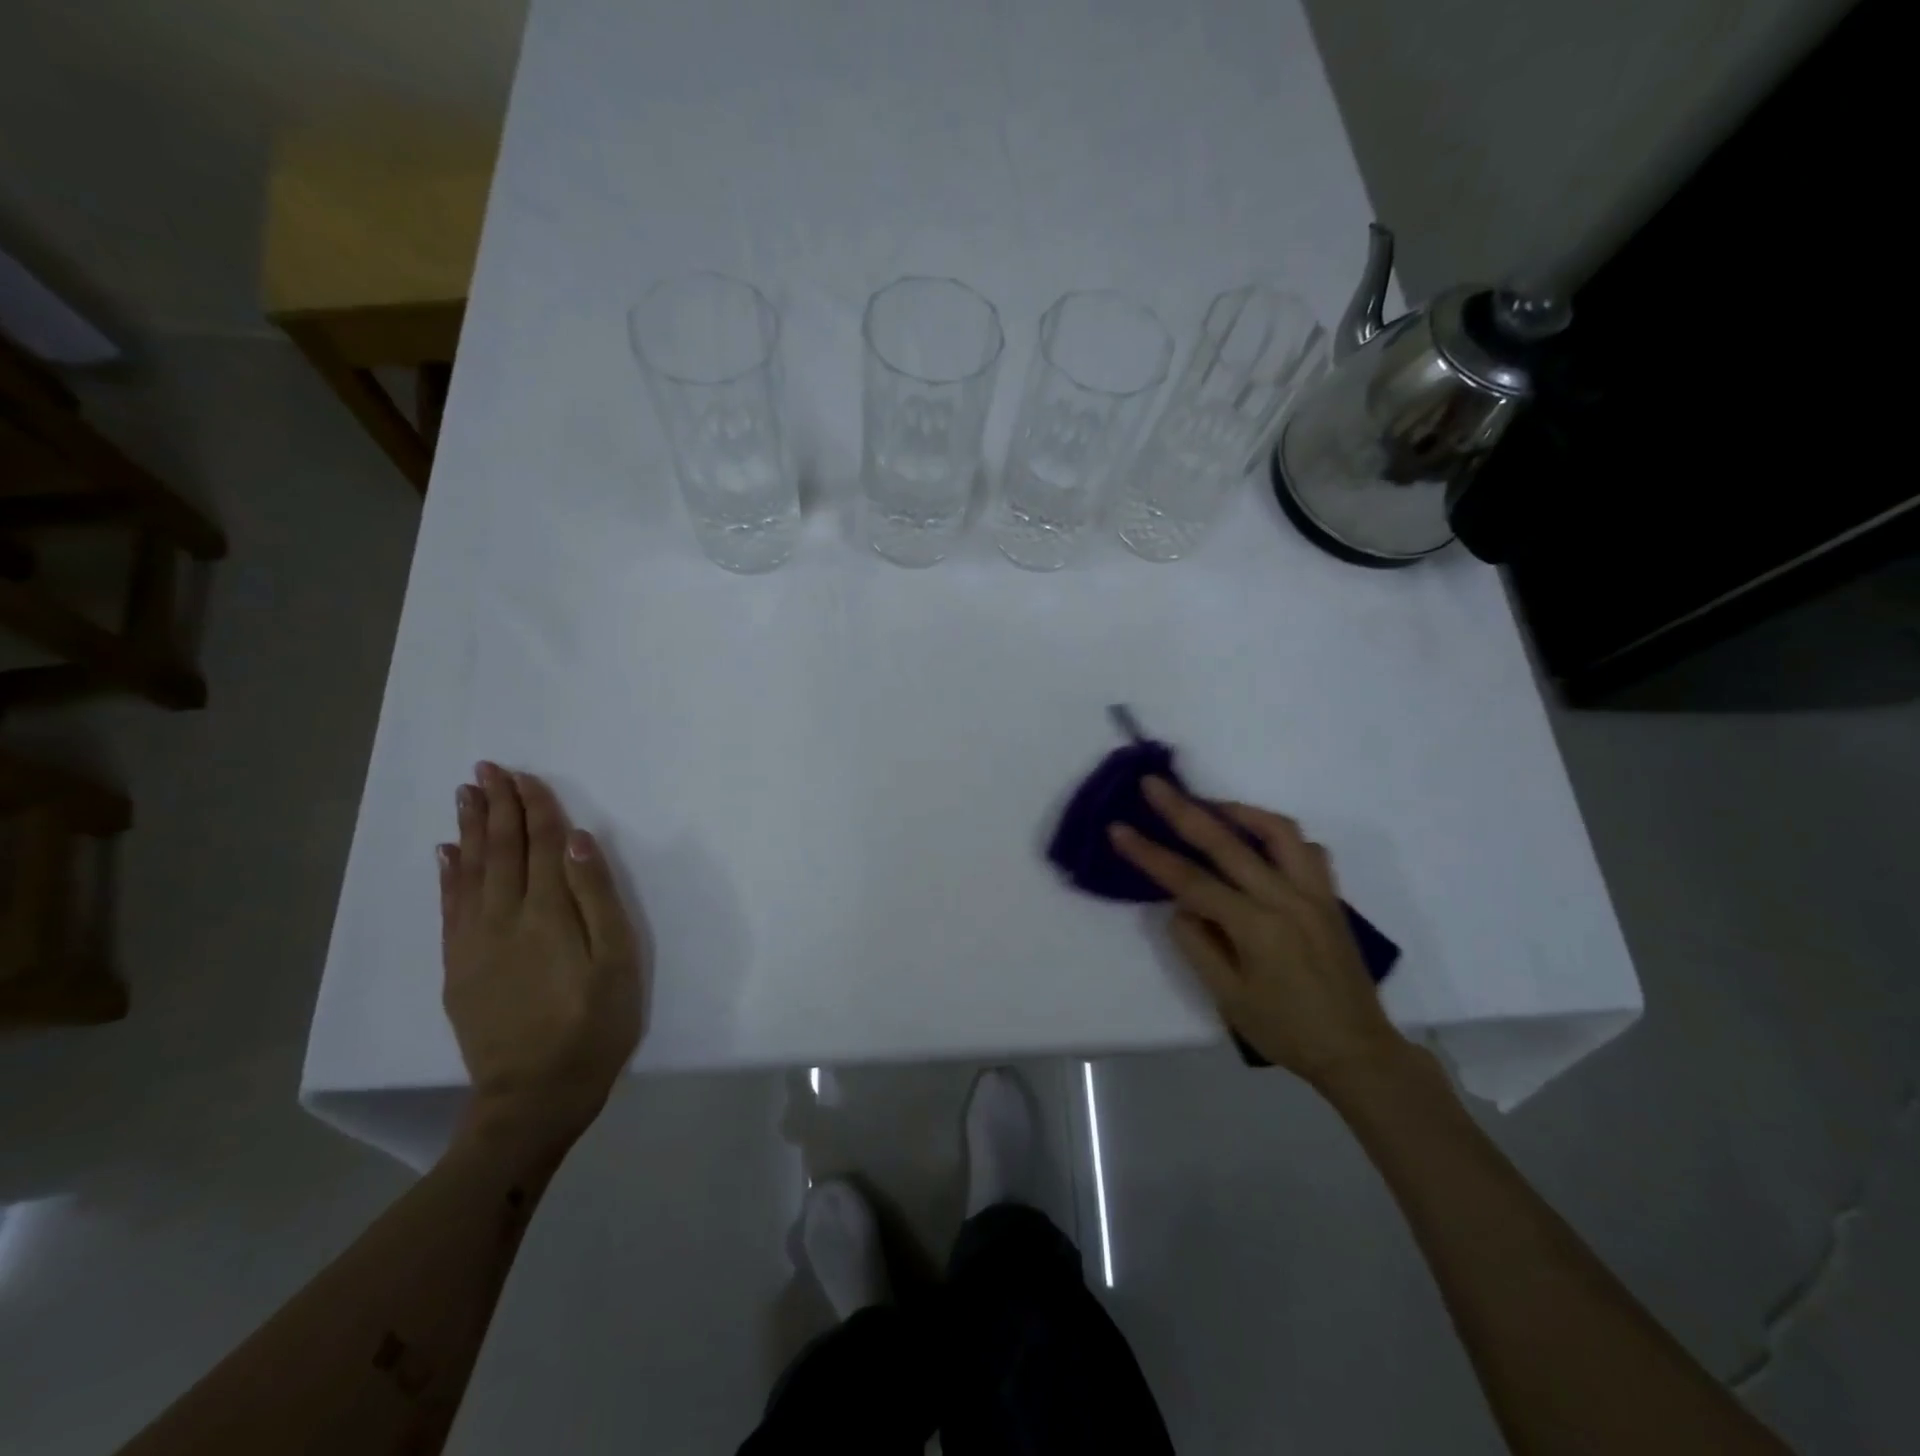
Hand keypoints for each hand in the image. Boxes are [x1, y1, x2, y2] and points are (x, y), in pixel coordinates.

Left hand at [439, 763, 645, 1159]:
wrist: (533, 1097)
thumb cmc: (594, 1027)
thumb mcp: (618, 963)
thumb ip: (599, 899)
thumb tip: (579, 842)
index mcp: (549, 914)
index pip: (543, 846)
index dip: (536, 809)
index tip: (525, 775)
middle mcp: (505, 918)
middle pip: (502, 851)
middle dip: (497, 807)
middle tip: (488, 768)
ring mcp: (475, 944)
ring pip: (470, 872)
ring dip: (470, 830)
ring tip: (466, 795)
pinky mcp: (458, 968)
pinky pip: (449, 909)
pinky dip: (448, 875)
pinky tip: (446, 853)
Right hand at [1110, 778, 1403, 1087]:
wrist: (1357, 1051)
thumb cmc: (1285, 1030)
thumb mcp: (1227, 997)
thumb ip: (1197, 944)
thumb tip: (1181, 905)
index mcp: (1256, 927)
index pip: (1190, 880)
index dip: (1149, 853)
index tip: (1118, 828)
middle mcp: (1286, 898)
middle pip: (1227, 842)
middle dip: (1183, 809)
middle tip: (1154, 784)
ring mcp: (1314, 893)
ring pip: (1277, 831)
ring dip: (1238, 811)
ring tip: (1210, 806)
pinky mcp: (1331, 897)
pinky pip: (1307, 850)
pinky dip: (1279, 836)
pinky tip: (1260, 842)